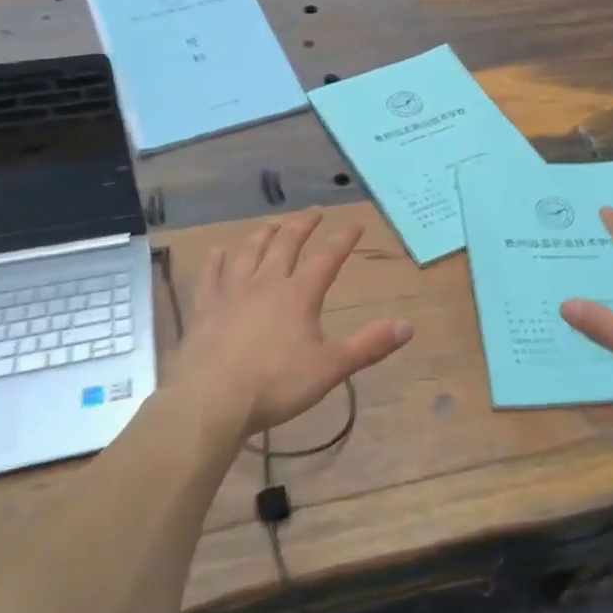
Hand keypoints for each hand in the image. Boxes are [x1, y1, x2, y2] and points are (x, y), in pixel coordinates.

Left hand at [170, 209, 412, 436]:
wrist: (212, 400)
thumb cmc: (276, 384)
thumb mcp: (331, 368)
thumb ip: (369, 346)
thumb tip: (408, 327)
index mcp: (299, 294)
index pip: (327, 258)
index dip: (343, 240)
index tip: (356, 225)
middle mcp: (266, 282)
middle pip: (286, 244)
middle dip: (303, 225)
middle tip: (314, 212)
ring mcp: (231, 292)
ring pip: (249, 252)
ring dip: (264, 234)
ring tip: (273, 224)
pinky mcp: (204, 307)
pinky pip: (210, 275)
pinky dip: (216, 261)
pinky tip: (218, 252)